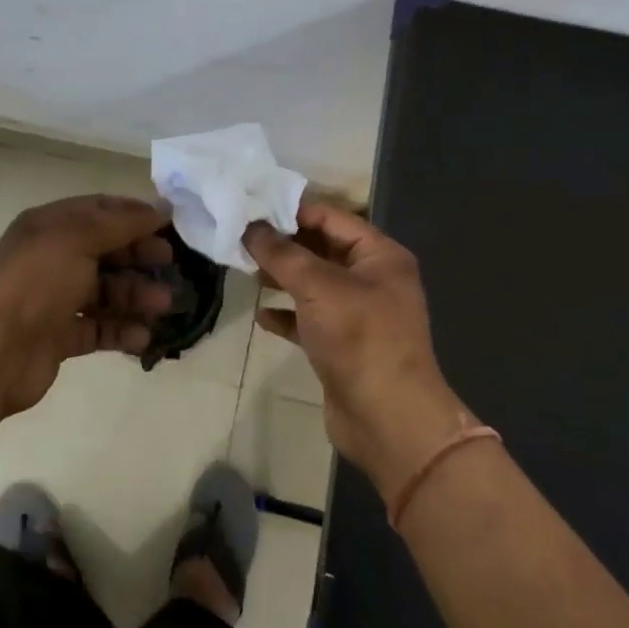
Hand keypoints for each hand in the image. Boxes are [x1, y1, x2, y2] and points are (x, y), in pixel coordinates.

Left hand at [0, 195, 174, 416]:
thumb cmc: (35, 283)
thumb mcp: (77, 238)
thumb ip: (120, 223)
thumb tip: (160, 209)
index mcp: (50, 227)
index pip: (99, 211)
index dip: (134, 215)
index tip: (170, 225)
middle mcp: (52, 258)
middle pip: (106, 251)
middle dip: (139, 257)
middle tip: (170, 266)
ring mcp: (54, 299)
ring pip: (106, 292)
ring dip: (136, 296)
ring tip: (162, 306)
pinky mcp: (59, 336)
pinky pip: (98, 327)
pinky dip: (122, 330)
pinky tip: (142, 337)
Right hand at [245, 204, 472, 499]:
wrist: (387, 418)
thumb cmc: (359, 338)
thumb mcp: (318, 286)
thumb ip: (282, 254)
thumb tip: (250, 226)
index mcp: (380, 256)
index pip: (332, 218)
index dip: (293, 211)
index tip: (251, 208)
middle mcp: (373, 280)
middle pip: (322, 249)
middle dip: (284, 245)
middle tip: (241, 238)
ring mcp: (359, 314)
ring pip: (314, 285)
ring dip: (282, 277)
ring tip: (245, 270)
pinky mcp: (343, 346)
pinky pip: (310, 320)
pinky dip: (287, 315)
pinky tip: (262, 315)